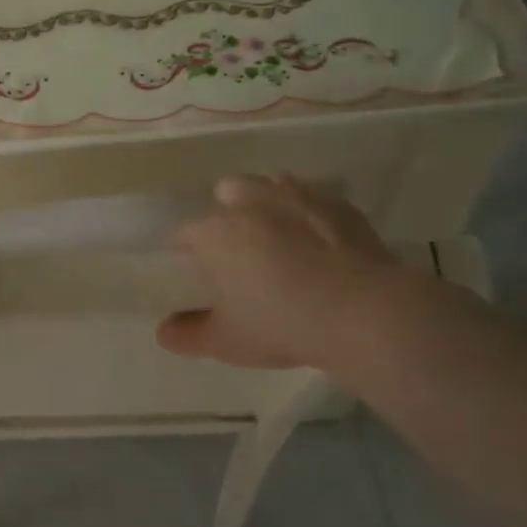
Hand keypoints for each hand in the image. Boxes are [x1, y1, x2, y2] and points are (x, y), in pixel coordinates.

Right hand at [156, 175, 419, 372]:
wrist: (362, 314)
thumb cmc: (281, 325)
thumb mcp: (227, 341)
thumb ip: (189, 335)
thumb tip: (163, 333)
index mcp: (215, 233)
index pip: (184, 233)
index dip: (183, 249)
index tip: (190, 267)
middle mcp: (250, 204)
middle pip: (227, 191)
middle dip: (227, 211)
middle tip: (238, 248)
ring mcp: (297, 197)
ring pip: (271, 184)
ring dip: (267, 202)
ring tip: (277, 235)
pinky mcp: (338, 204)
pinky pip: (313, 197)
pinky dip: (308, 211)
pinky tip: (318, 237)